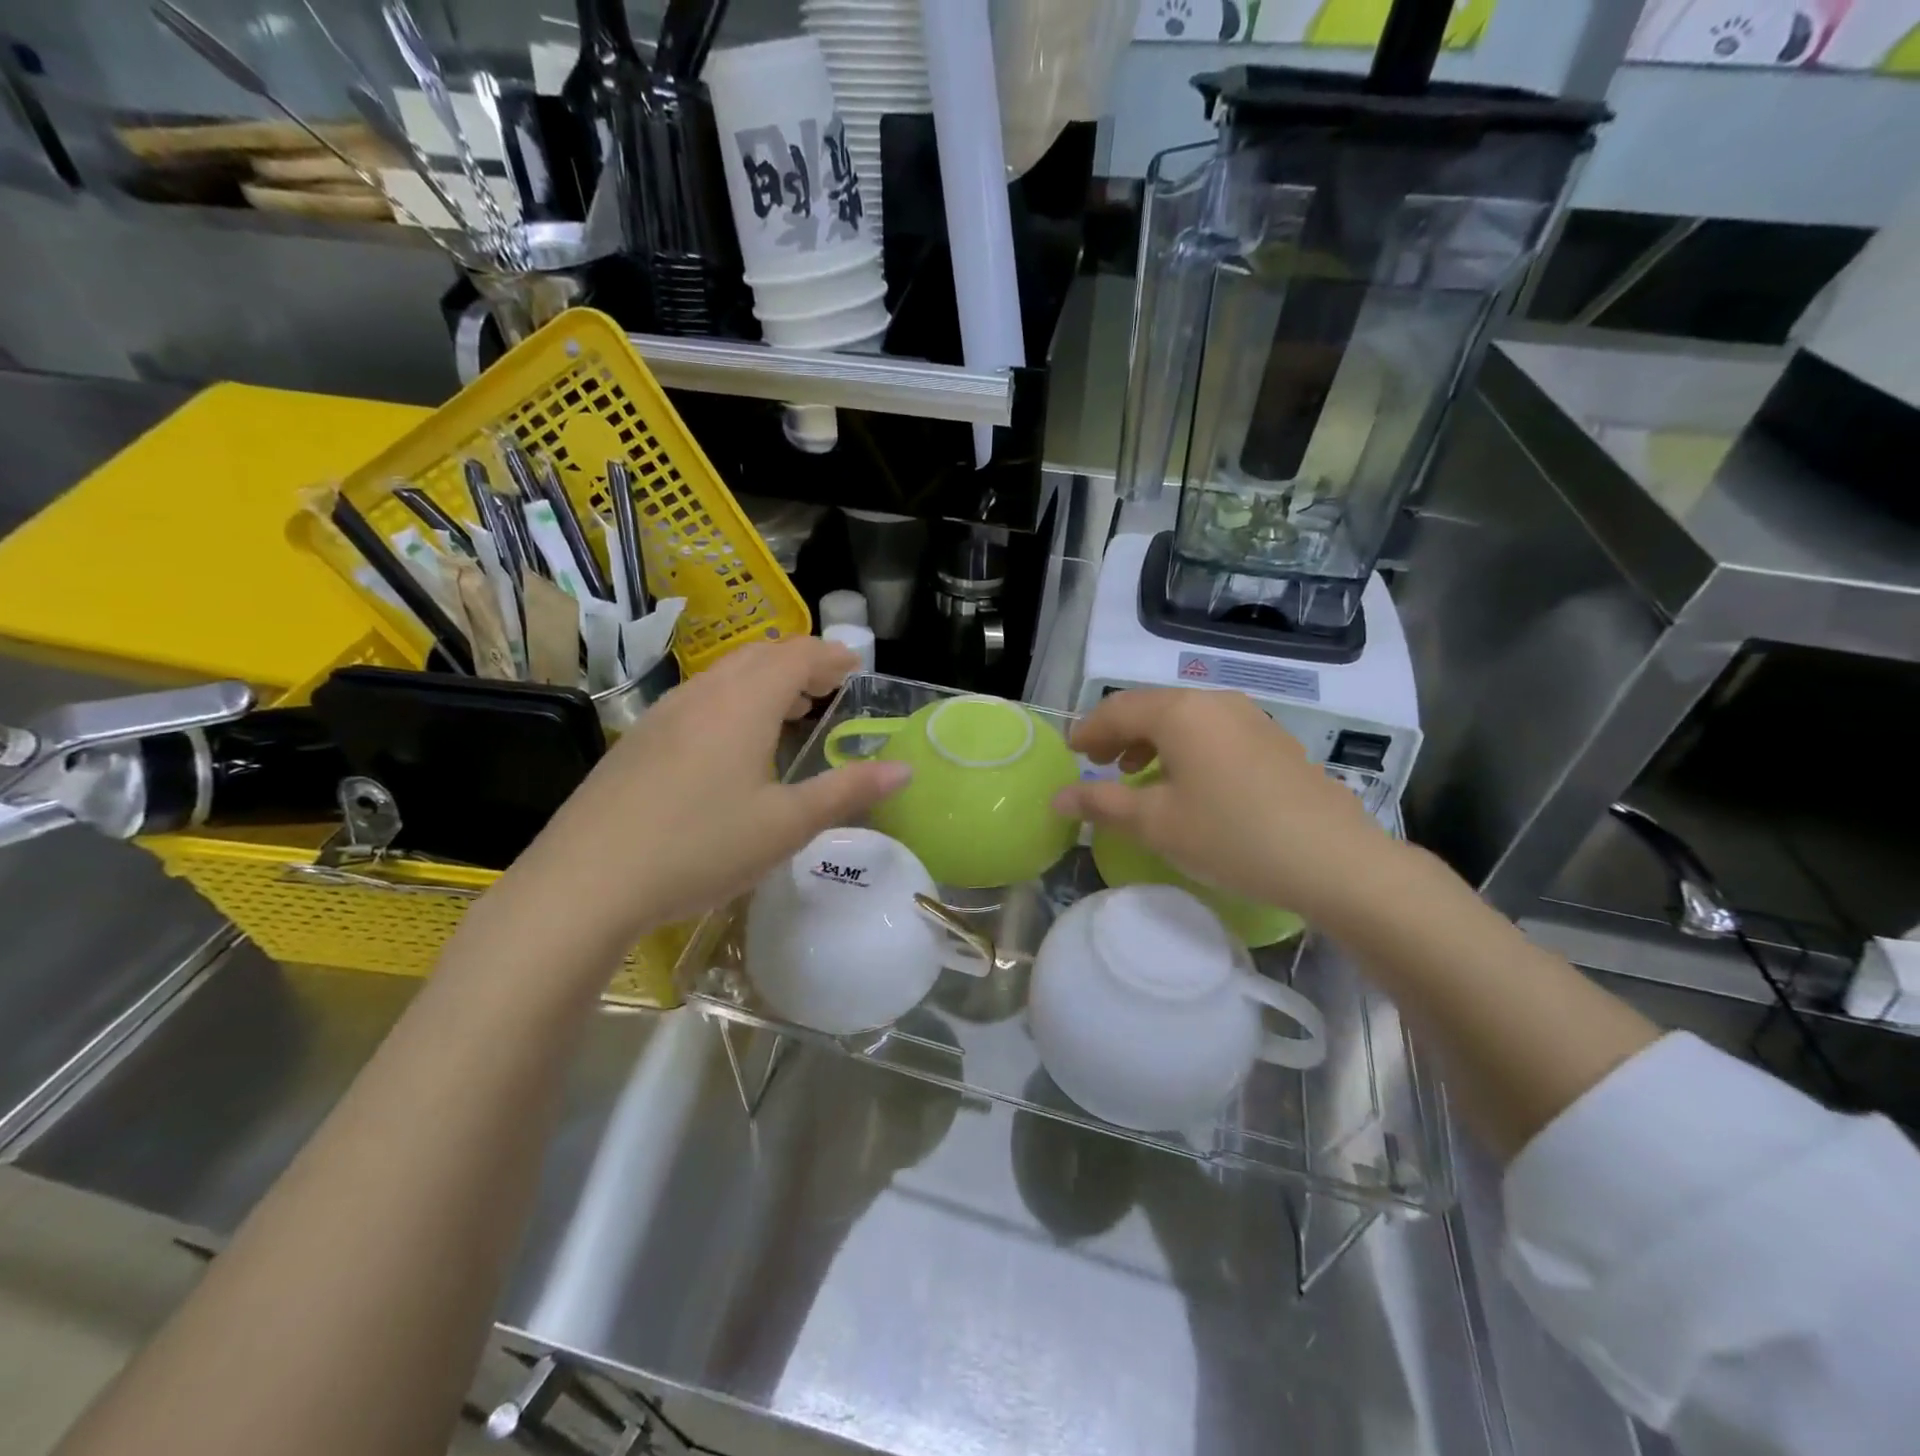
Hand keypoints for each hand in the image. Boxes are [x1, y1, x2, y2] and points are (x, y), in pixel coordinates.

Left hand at [503, 638, 909, 946]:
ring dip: (764, 681)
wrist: (586, 881)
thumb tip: (904, 769)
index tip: (855, 666)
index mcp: (744, 703)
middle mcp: (704, 694)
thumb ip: (848, 791)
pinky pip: (698, 699)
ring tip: (788, 711)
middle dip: (799, 662)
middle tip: (828, 686)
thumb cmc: (701, 846)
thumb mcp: (786, 825)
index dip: (831, 656)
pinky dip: (732, 701)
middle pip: (759, 656)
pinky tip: (731, 745)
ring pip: (724, 675)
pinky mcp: (638, 740)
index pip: (797, 656)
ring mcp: (663, 714)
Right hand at [1054, 688, 1390, 923]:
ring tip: (1137, 774)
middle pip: (1152, 707)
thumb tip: (1058, 798)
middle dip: (1119, 733)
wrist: (1334, 860)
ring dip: (1152, 741)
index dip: (1088, 731)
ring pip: (1185, 718)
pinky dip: (1186, 748)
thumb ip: (1102, 804)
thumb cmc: (1231, 836)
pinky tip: (1188, 783)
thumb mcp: (1157, 824)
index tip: (1071, 755)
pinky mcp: (1274, 740)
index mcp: (1180, 711)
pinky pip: (1214, 731)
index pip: (1118, 709)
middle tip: (1098, 764)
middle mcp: (1214, 701)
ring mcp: (1250, 718)